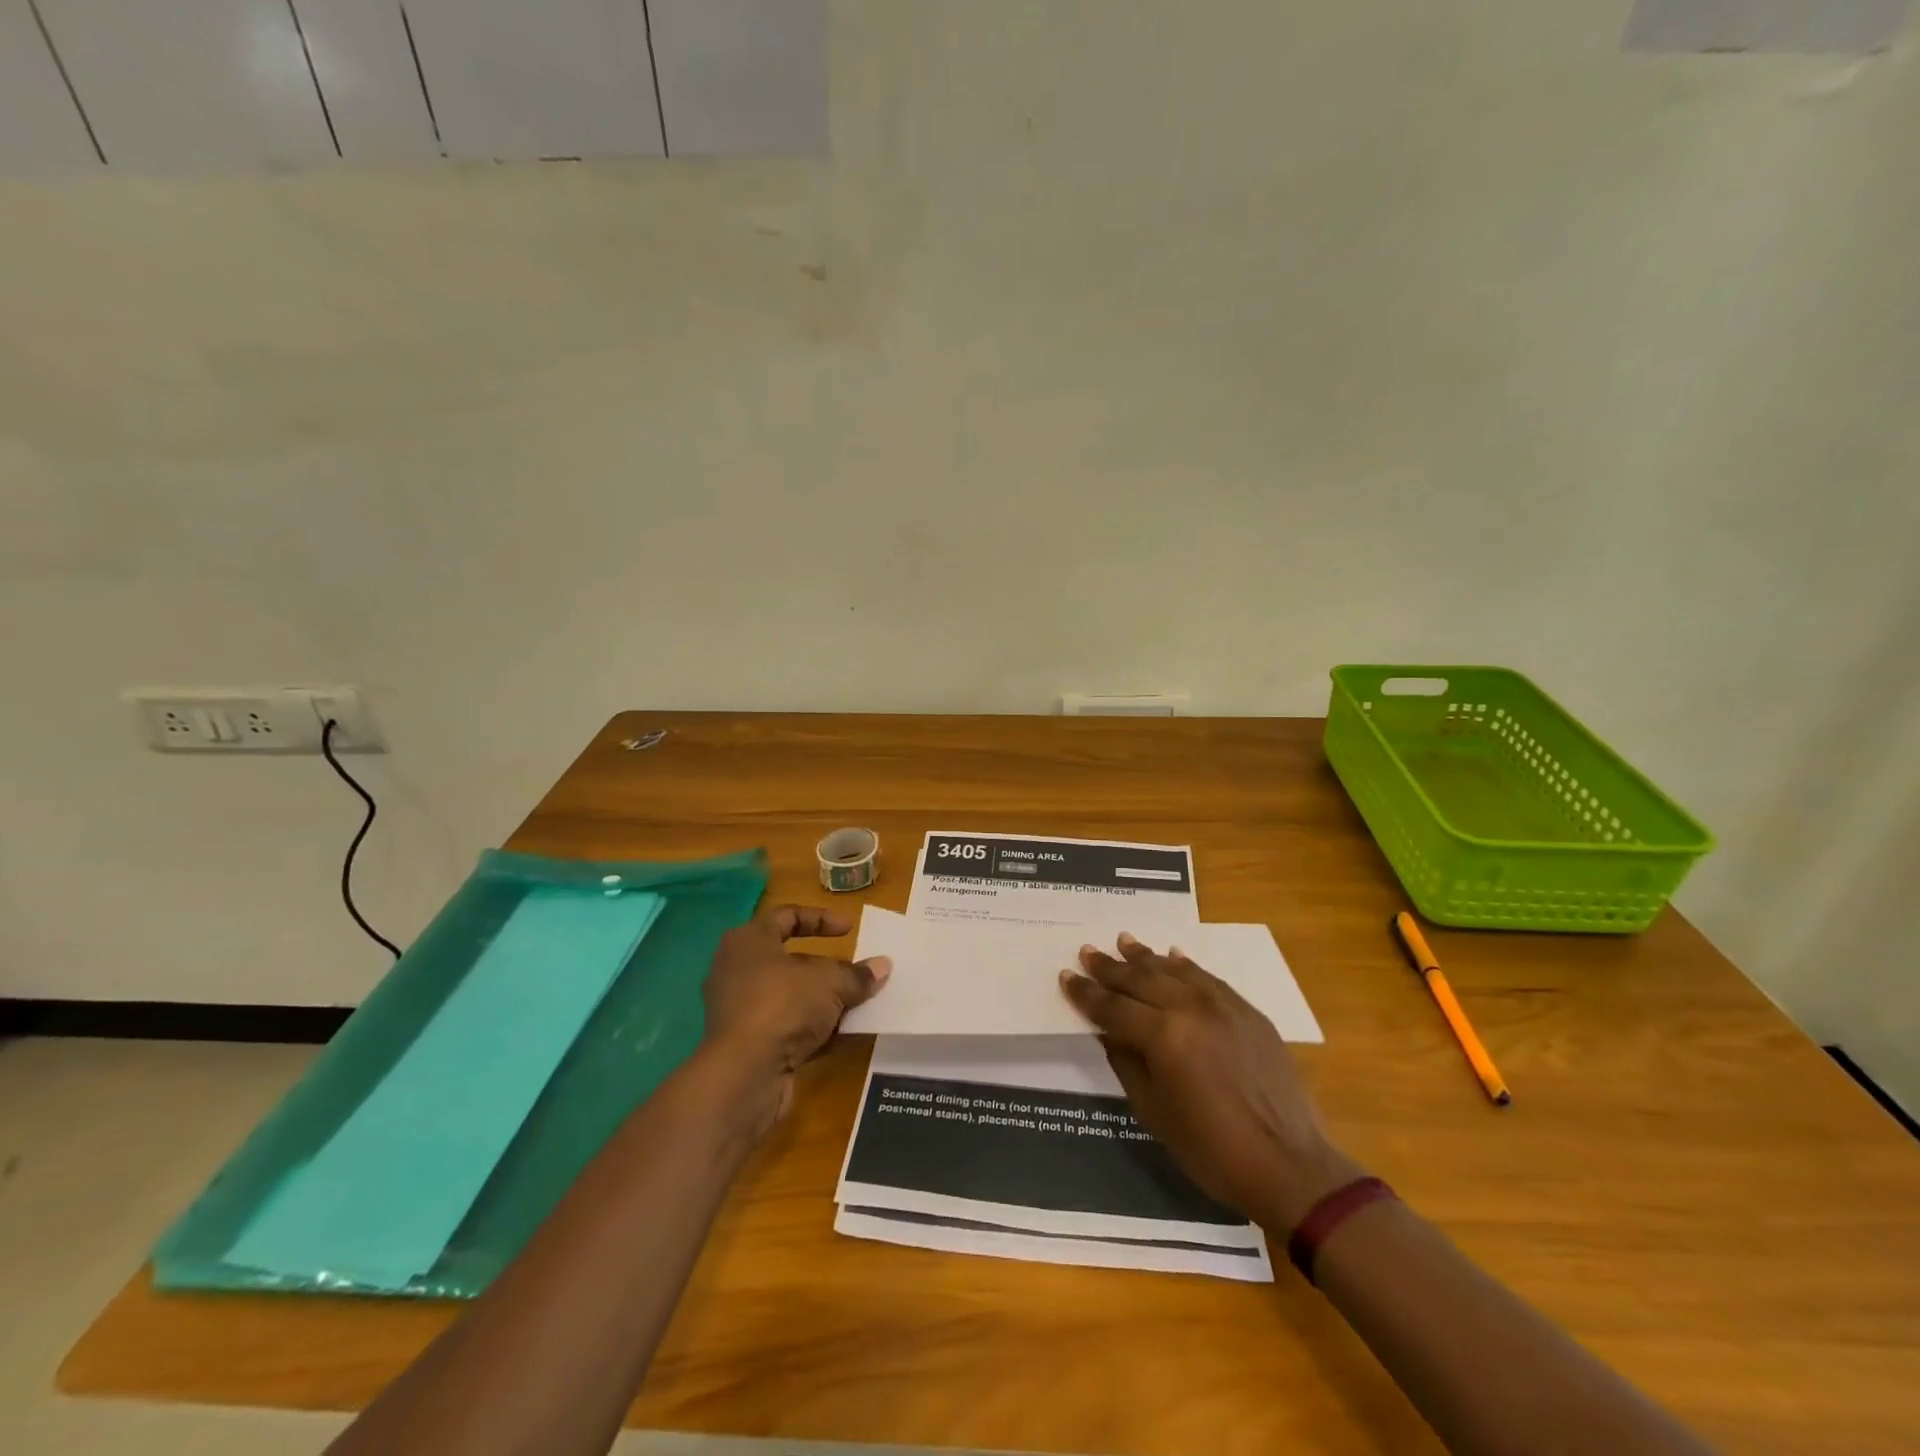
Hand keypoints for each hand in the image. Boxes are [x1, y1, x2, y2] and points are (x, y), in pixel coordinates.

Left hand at [700, 904, 890, 1129]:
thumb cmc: (783, 1005)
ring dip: (823, 1000)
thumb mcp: (830, 982)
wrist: (744, 1075)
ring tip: (857, 1005)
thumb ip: (857, 974)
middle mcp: (738, 970)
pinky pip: (786, 1026)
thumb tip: (882, 966)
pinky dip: (812, 1029)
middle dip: (826, 967)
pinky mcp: (746, 1044)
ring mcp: (740, 1009)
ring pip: (790, 996)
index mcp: (749, 941)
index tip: (850, 929)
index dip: (821, 918)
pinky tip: (843, 1036)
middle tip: (855, 972)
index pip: (787, 915)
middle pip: (789, 959)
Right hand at [1060, 933, 1361, 1230]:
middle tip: (1088, 951)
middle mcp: (1190, 1009)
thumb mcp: (1154, 1113)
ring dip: (1146, 957)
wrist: (1290, 1166)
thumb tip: (1109, 1032)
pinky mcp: (1248, 1012)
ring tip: (1125, 941)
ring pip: (1175, 970)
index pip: (1113, 1008)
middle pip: (1141, 980)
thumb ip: (1127, 1064)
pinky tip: (1174, 956)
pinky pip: (1209, 979)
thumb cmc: (1212, 1150)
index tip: (1066, 976)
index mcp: (1163, 1037)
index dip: (1086, 993)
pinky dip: (1187, 966)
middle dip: (1110, 967)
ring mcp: (1223, 1006)